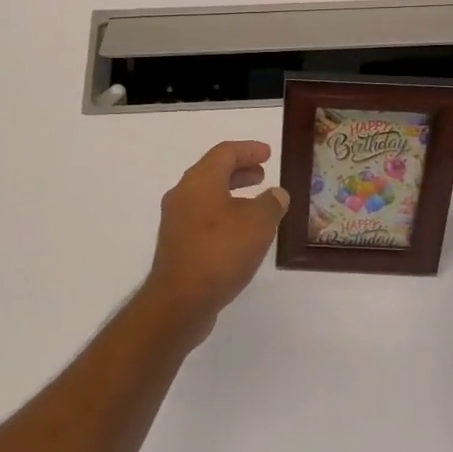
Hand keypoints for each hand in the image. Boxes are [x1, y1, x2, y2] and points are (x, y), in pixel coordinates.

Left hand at [141, 140, 289, 342]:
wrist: (179, 301)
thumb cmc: (220, 252)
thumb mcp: (258, 224)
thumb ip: (271, 204)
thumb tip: (276, 194)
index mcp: (200, 180)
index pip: (225, 152)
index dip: (249, 150)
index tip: (268, 153)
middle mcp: (183, 194)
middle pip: (213, 172)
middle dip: (240, 171)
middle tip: (262, 174)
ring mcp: (176, 220)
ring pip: (207, 196)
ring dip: (232, 194)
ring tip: (256, 204)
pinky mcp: (176, 244)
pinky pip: (202, 217)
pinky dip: (223, 214)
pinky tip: (240, 233)